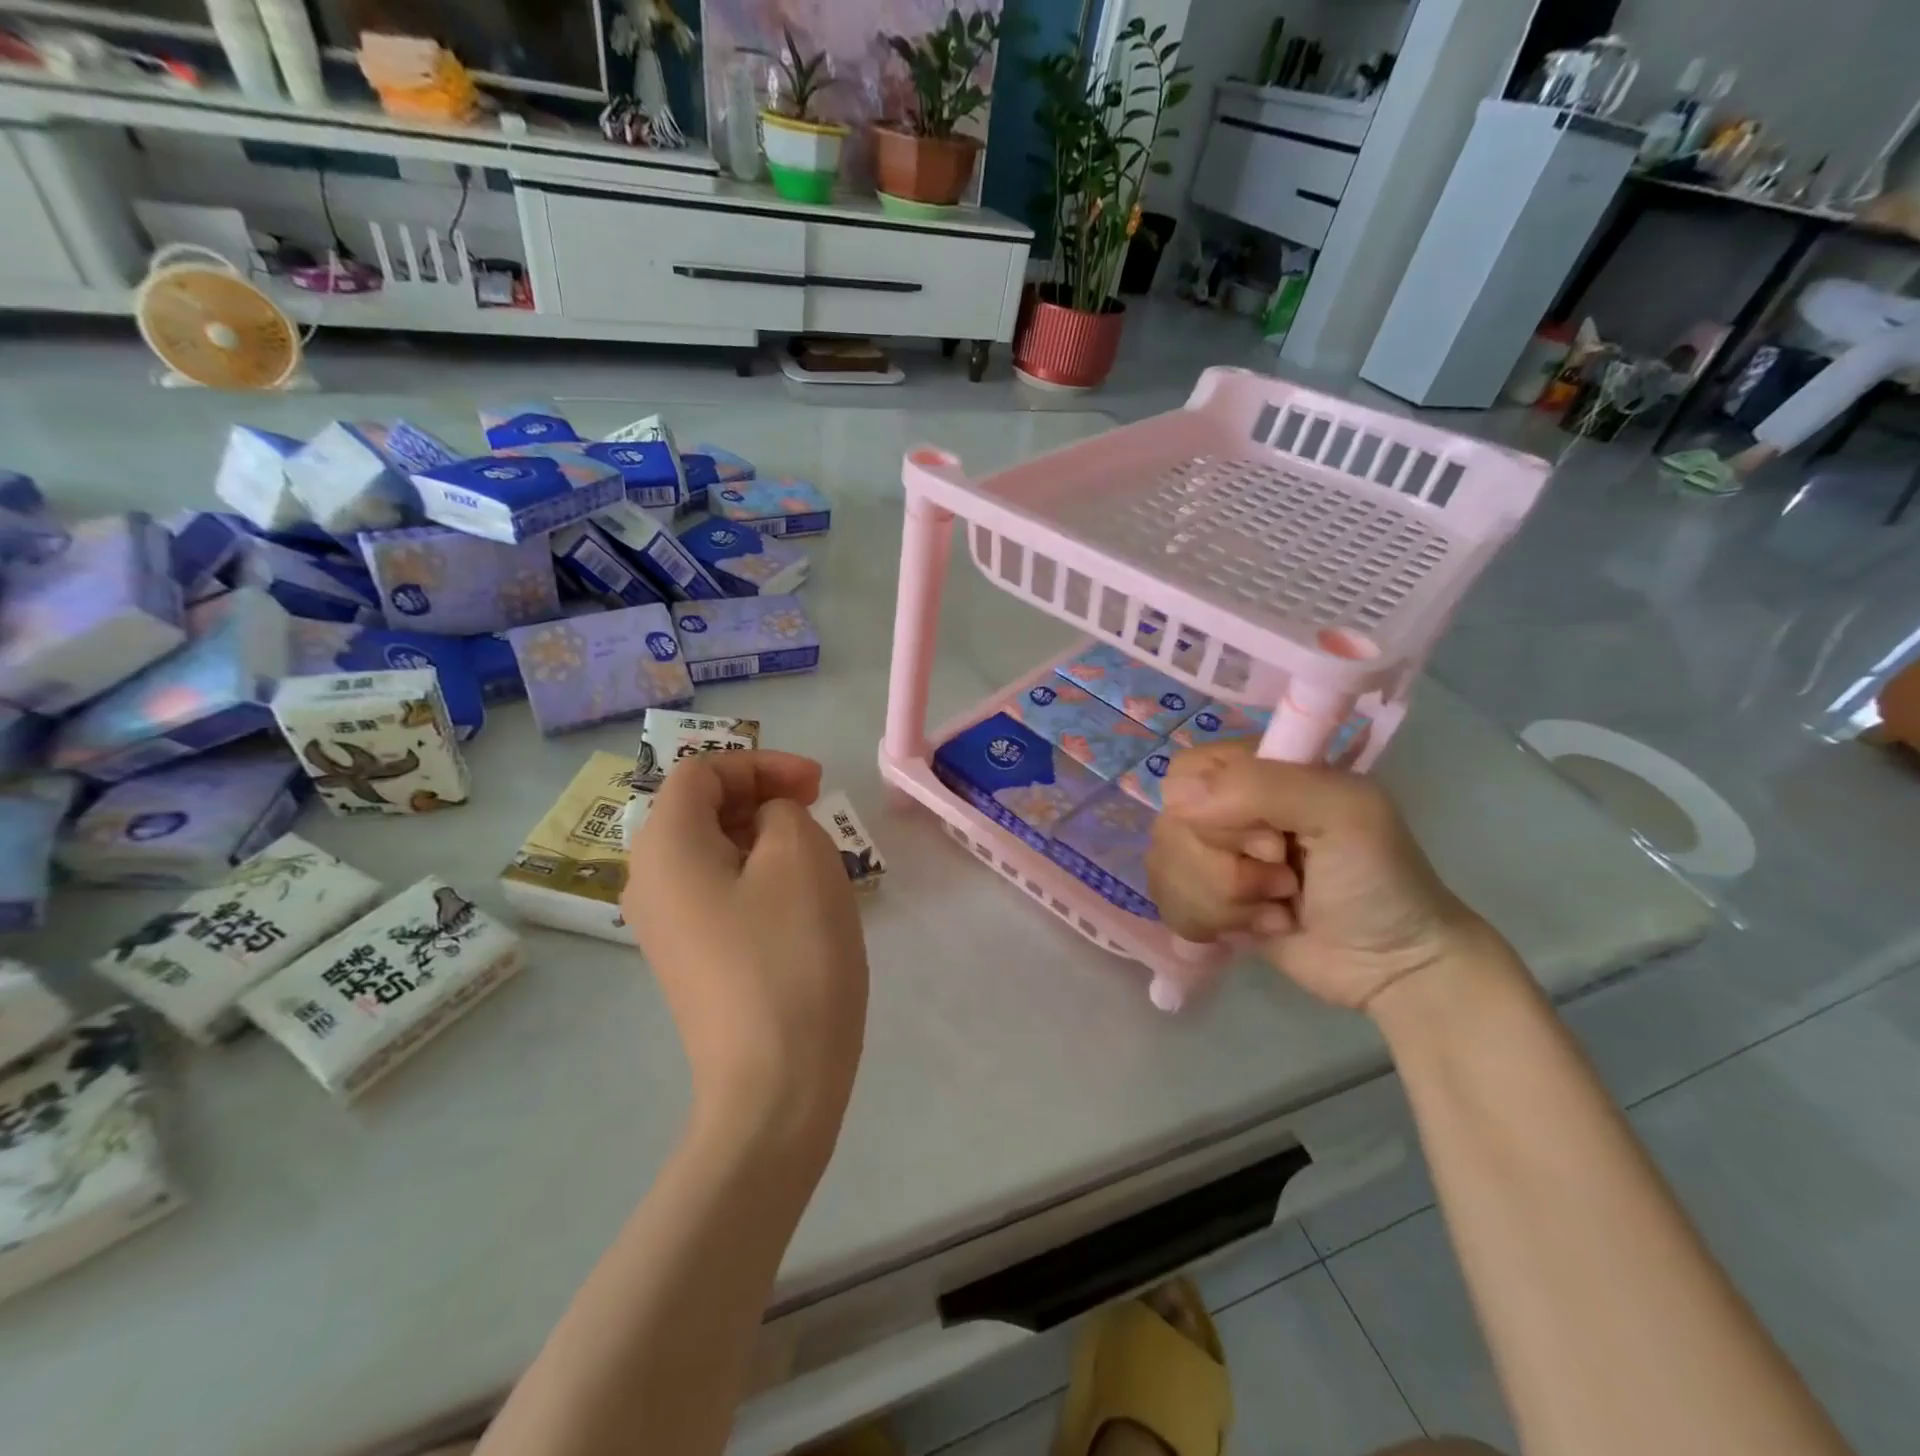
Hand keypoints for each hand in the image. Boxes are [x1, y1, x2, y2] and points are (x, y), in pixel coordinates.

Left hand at [623, 751, 869, 1162]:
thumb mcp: (798, 854)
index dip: (761, 763)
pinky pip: (719, 892)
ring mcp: (666, 927)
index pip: (700, 771)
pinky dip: (757, 875)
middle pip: (700, 808)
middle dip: (762, 796)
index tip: (816, 785)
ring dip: (765, 836)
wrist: (775, 1083)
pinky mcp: (690, 961)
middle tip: (818, 811)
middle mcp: (649, 881)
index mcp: (665, 846)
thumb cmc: (790, 954)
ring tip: (817, 854)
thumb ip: (779, 810)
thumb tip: (764, 823)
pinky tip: (798, 900)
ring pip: (713, 851)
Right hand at [1147, 741, 1494, 1011]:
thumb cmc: (1379, 878)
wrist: (1394, 967)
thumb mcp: (1343, 812)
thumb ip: (1262, 787)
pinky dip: (1213, 924)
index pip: (1186, 773)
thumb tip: (1178, 802)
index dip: (1214, 813)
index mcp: (1256, 772)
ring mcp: (1212, 856)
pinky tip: (1260, 928)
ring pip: (1165, 869)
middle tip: (1286, 881)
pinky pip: (1167, 902)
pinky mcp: (1204, 900)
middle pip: (1170, 827)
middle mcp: (1225, 809)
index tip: (1273, 842)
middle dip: (1225, 870)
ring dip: (1224, 902)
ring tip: (1279, 909)